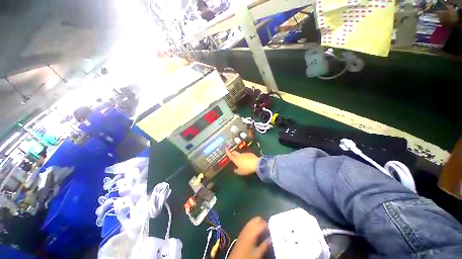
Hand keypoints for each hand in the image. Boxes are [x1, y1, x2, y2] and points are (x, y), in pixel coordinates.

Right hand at [225, 149, 258, 174]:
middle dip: (232, 152)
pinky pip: (246, 155)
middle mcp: (239, 155)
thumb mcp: (241, 172)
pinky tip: (248, 160)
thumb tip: (235, 170)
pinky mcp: (250, 153)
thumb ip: (237, 171)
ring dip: (240, 155)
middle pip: (235, 152)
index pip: (230, 155)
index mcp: (236, 160)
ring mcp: (245, 154)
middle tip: (232, 153)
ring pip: (240, 154)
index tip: (226, 148)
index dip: (227, 152)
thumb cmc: (247, 169)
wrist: (256, 164)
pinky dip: (245, 157)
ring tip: (241, 159)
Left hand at [228, 217, 270, 258]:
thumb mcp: (257, 253)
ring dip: (259, 223)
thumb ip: (265, 245)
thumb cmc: (247, 256)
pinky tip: (257, 232)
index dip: (268, 225)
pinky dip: (254, 225)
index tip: (272, 229)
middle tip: (268, 229)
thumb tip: (271, 239)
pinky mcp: (242, 231)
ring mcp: (244, 228)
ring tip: (264, 230)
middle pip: (257, 219)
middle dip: (263, 222)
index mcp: (252, 232)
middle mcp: (248, 227)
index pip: (262, 223)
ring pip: (253, 220)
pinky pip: (249, 223)